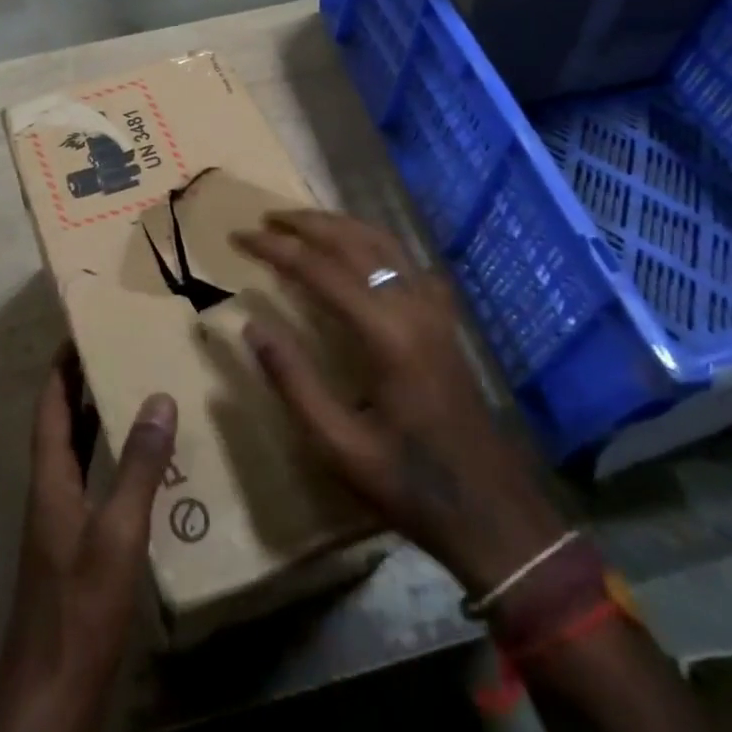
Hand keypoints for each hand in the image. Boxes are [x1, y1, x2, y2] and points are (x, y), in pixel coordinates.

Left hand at [0, 349, 176, 731]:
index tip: (78, 331)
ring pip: (76, 455)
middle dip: (79, 385)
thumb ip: (140, 466)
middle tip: (113, 351)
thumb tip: (158, 398)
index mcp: (50, 478)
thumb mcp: (118, 532)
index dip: (60, 368)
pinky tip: (141, 467)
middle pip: (60, 425)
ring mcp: (61, 523)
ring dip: (95, 421)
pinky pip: (91, 484)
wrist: (51, 693)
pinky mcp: (75, 549)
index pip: (51, 407)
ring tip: (131, 391)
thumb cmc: (81, 605)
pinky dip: (109, 462)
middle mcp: (50, 492)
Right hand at [231, 210, 565, 595]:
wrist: (492, 512)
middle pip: (353, 241)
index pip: (319, 269)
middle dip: (305, 223)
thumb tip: (251, 326)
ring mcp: (434, 310)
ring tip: (300, 222)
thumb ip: (292, 381)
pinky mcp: (444, 320)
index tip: (239, 236)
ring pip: (383, 242)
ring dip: (338, 224)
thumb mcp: (337, 444)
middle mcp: (412, 307)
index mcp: (385, 334)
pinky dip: (372, 241)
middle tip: (264, 219)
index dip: (275, 248)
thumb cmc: (408, 482)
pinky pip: (406, 260)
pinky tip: (356, 249)